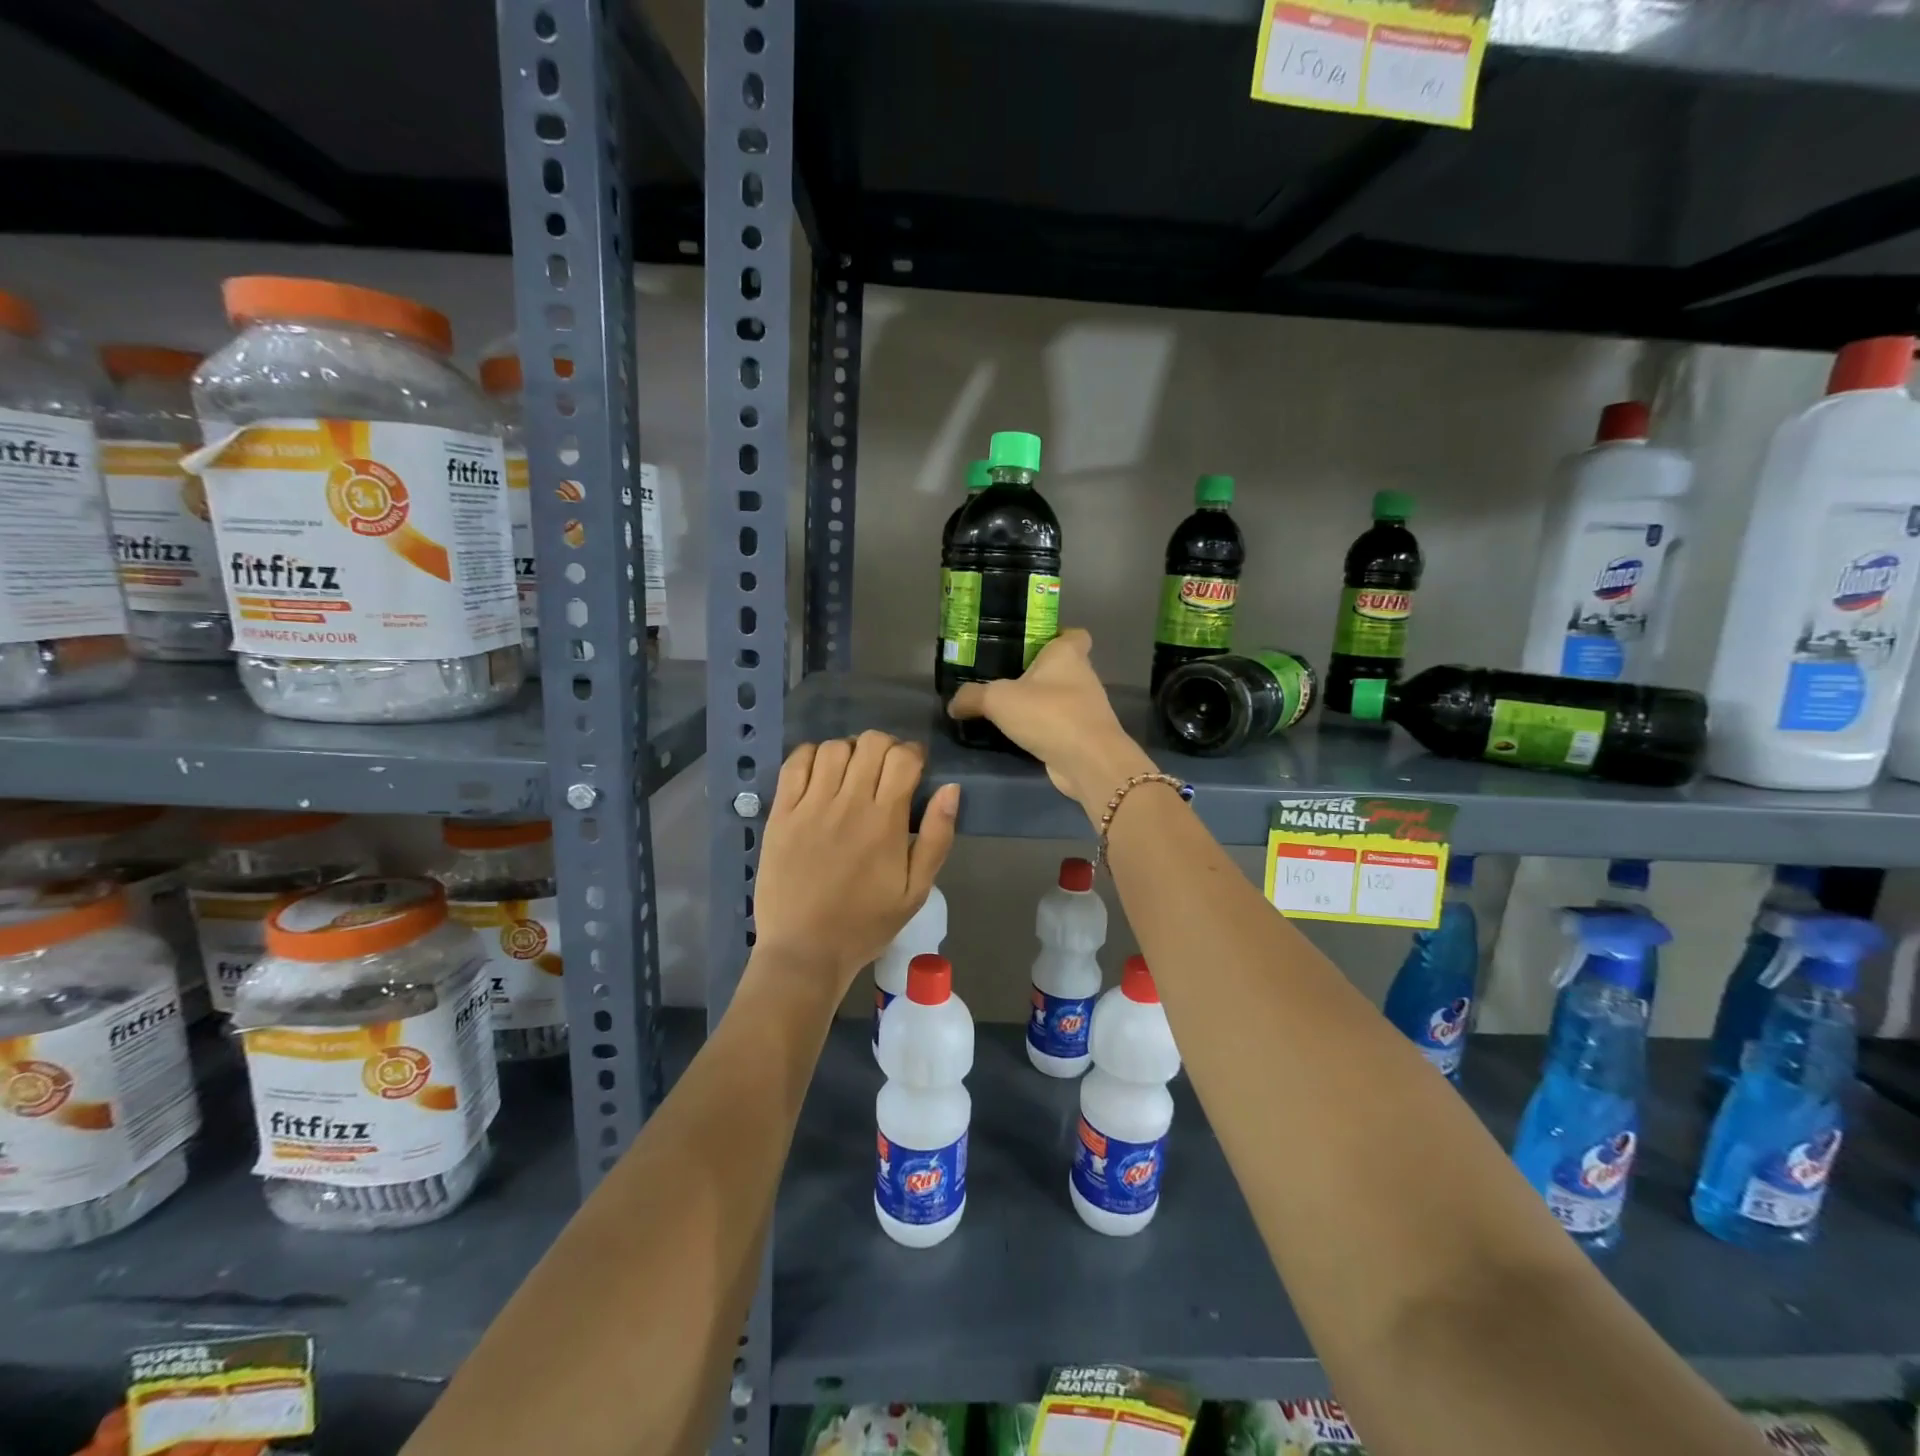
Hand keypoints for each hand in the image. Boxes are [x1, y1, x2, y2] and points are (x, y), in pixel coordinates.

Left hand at [751, 732, 959, 992]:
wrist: (805, 950)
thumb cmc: (866, 924)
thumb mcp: (916, 890)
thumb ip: (937, 837)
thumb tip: (951, 789)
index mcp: (886, 822)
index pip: (904, 758)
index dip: (913, 754)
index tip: (914, 768)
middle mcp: (848, 804)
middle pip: (871, 743)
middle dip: (886, 747)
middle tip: (885, 770)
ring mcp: (810, 806)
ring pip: (834, 747)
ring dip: (850, 751)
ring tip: (852, 773)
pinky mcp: (781, 814)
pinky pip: (795, 763)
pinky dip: (811, 756)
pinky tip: (819, 774)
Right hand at [946, 629, 1155, 817]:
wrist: (1088, 761)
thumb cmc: (1048, 714)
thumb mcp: (998, 700)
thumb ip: (973, 697)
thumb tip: (953, 703)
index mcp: (1067, 654)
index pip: (1074, 634)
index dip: (1056, 636)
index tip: (1031, 645)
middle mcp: (1082, 676)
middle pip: (1062, 666)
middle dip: (1038, 673)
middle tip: (1004, 679)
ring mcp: (1086, 707)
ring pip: (1061, 697)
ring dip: (1040, 703)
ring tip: (1006, 709)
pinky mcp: (1084, 735)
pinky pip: (1060, 724)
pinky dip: (1044, 728)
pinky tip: (1019, 735)